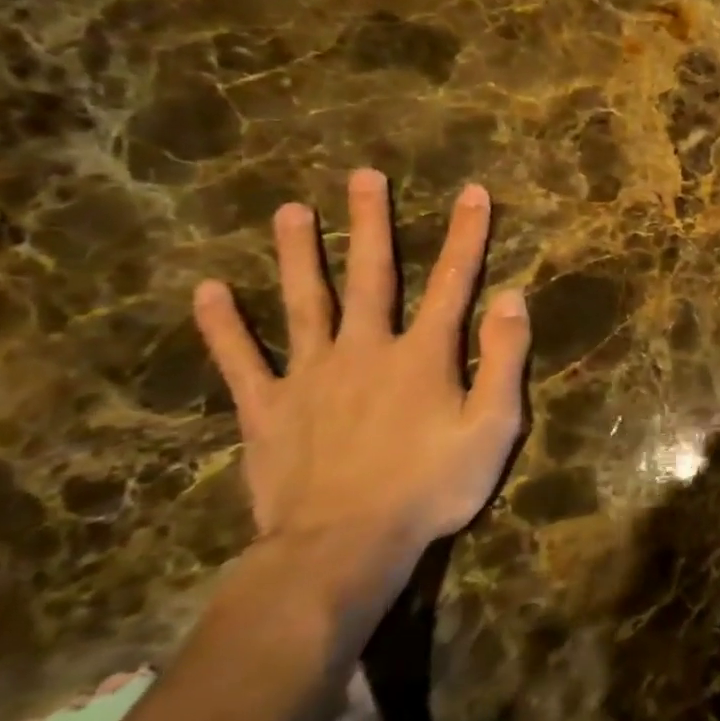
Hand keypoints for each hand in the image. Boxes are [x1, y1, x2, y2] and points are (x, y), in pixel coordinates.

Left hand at [192, 168, 529, 574]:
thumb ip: (504, 358)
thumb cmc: (433, 485)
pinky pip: (240, 359)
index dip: (466, 236)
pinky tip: (208, 291)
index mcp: (423, 355)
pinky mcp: (268, 408)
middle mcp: (365, 349)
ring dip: (297, 255)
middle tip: (363, 176)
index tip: (473, 192)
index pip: (452, 282)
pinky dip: (222, 326)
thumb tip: (511, 297)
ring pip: (302, 303)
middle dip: (370, 223)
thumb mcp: (494, 426)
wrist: (345, 544)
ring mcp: (309, 376)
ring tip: (288, 211)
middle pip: (369, 276)